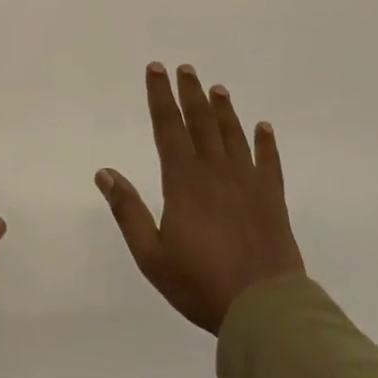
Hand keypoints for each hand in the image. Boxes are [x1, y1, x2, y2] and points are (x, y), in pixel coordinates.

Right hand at [96, 63, 304, 334]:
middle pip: (201, 122)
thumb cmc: (201, 283)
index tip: (156, 70)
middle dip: (190, 93)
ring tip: (218, 88)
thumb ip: (128, 211)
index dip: (160, 97)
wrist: (264, 308)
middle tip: (186, 68)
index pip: (168, 128)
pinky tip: (264, 127)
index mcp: (184, 181)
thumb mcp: (151, 255)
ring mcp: (247, 182)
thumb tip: (105, 173)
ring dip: (224, 110)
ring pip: (233, 135)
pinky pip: (269, 162)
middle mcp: (215, 171)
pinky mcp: (272, 199)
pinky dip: (266, 143)